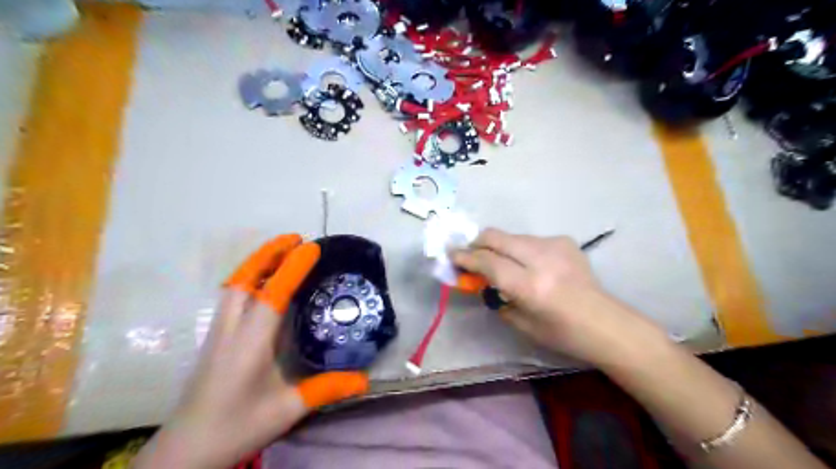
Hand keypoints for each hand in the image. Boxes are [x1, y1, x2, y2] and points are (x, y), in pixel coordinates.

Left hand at [134, 235, 368, 468]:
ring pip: (235, 285)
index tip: (311, 247)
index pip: (273, 295)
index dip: (292, 268)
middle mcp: (231, 329)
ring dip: (257, 263)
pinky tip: (263, 283)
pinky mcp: (215, 338)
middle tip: (294, 239)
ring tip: (281, 252)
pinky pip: (232, 296)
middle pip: (245, 279)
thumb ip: (326, 389)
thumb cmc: (236, 427)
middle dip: (268, 253)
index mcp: (250, 343)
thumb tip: (365, 378)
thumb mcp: (286, 410)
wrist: (185, 450)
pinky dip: (250, 278)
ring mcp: (219, 332)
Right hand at [450, 229, 652, 363]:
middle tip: (470, 254)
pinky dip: (520, 249)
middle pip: (496, 236)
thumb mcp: (520, 321)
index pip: (487, 261)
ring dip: (499, 247)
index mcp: (529, 285)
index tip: (451, 255)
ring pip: (512, 236)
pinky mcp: (564, 240)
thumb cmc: (561, 333)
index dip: (465, 256)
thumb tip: (479, 279)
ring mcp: (555, 245)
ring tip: (502, 263)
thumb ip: (496, 296)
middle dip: (477, 243)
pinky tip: (529, 264)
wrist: (605, 323)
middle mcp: (541, 258)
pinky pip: (530, 240)